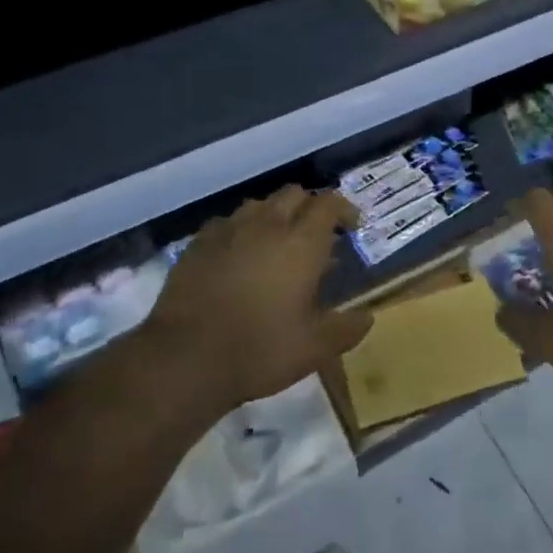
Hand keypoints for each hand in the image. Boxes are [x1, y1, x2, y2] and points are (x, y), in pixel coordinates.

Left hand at [140, 187, 369, 413]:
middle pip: (295, 194)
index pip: (329, 203)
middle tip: (317, 235)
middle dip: (310, 207)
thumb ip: (346, 329)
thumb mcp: (314, 348)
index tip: (352, 226)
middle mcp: (268, 224)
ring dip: (275, 215)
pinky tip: (238, 254)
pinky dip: (241, 230)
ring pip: (259, 204)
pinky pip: (227, 222)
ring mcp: (229, 230)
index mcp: (302, 242)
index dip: (344, 208)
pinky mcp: (198, 243)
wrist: (185, 358)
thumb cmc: (259, 349)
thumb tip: (367, 318)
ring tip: (278, 242)